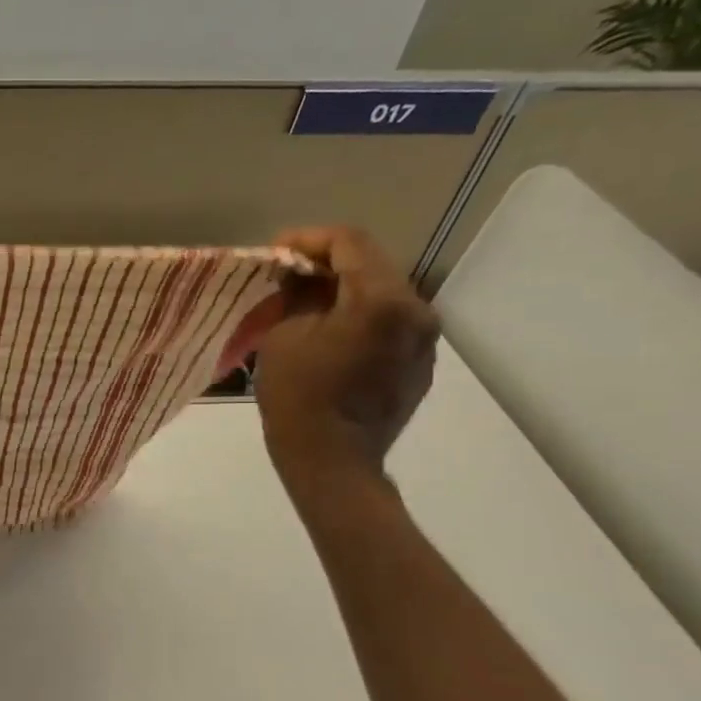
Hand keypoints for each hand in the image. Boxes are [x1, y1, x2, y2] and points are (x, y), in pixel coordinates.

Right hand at [255, 226, 437, 483]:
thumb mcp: (283, 335)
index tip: (276, 251)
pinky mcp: (420, 364)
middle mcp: (416, 311)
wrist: (332, 461)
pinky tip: (331, 333)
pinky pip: (390, 324)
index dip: (309, 239)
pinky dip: (361, 317)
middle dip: (328, 263)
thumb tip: (299, 276)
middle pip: (373, 265)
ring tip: (308, 303)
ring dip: (346, 290)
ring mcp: (424, 340)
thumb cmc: (298, 396)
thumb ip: (297, 294)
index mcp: (382, 300)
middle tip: (288, 274)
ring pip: (384, 294)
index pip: (350, 243)